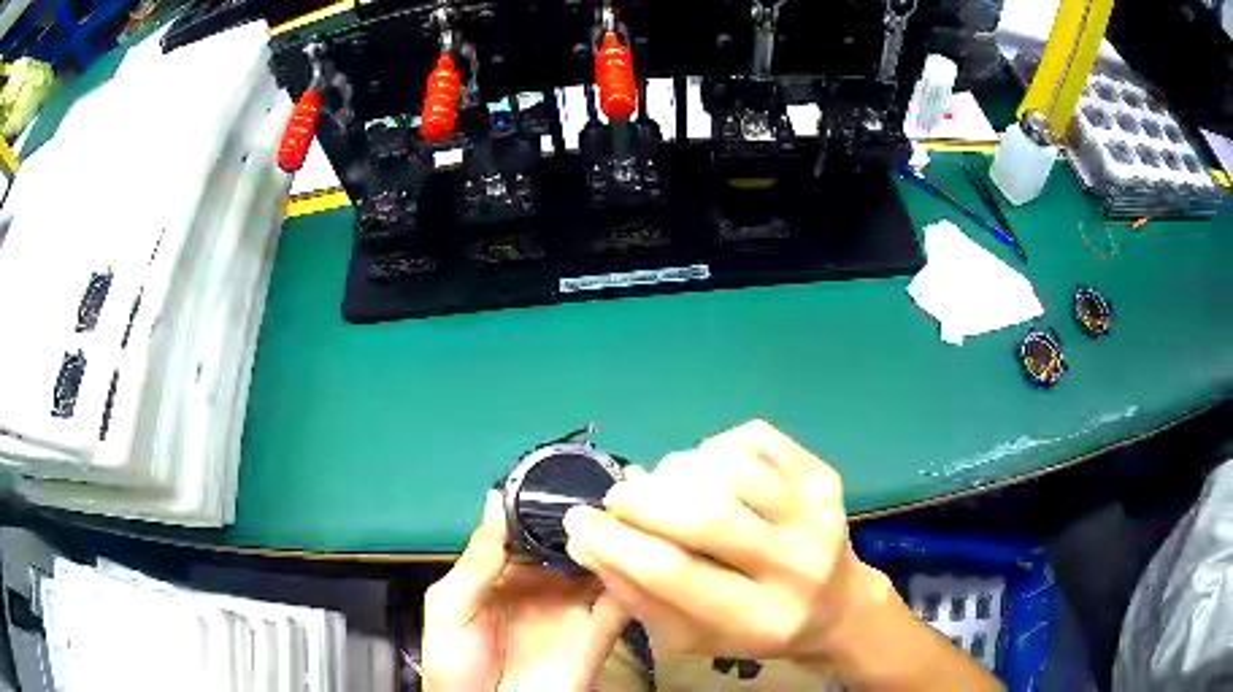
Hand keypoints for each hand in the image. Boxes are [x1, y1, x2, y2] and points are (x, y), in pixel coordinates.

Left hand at [422, 491, 629, 690]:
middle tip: (614, 482)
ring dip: (616, 540)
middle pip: (574, 544)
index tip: (571, 473)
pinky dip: (632, 576)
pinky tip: (638, 551)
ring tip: (631, 508)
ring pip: (603, 565)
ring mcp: (575, 607)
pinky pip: (620, 600)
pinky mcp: (599, 631)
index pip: (534, 530)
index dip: (550, 505)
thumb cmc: (457, 661)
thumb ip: (477, 559)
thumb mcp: (450, 605)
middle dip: (591, 517)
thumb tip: (497, 499)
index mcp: (508, 573)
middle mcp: (546, 584)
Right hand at [561, 419, 892, 660]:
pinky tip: (708, 473)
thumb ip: (637, 595)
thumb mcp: (692, 635)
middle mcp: (797, 565)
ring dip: (678, 472)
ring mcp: (818, 513)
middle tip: (617, 497)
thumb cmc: (755, 629)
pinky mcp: (824, 477)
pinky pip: (754, 440)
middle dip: (643, 501)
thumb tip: (586, 541)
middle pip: (705, 516)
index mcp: (760, 619)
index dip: (616, 543)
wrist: (837, 604)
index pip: (675, 574)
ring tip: (665, 489)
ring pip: (729, 470)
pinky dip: (714, 449)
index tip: (577, 522)